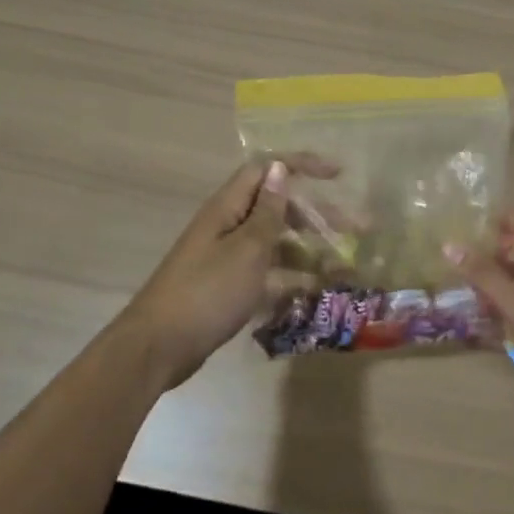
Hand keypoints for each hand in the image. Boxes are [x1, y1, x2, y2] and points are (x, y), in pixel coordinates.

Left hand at [119, 154, 337, 386]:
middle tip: (356, 230)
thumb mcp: (247, 250)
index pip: (266, 170)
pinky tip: (316, 293)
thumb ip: (267, 211)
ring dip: (310, 252)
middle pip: (278, 208)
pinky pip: (267, 274)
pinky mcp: (228, 287)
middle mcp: (228, 226)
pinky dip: (291, 279)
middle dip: (318, 216)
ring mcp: (227, 258)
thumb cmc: (207, 292)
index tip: (338, 175)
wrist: (158, 348)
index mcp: (228, 208)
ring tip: (344, 269)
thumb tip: (279, 168)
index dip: (302, 166)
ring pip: (276, 244)